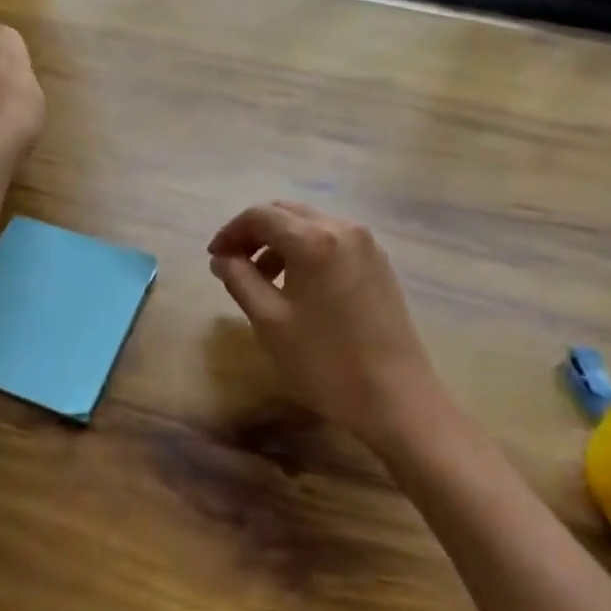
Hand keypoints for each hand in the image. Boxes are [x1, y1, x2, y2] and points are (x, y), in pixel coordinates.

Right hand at [208, 202, 441, 449]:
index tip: (214, 257)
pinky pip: (333, 240)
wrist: (396, 398)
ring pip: (310, 225)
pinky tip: (298, 284)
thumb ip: (239, 279)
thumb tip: (222, 258)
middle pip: (287, 212)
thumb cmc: (325, 361)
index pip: (260, 215)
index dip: (231, 232)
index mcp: (313, 238)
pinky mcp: (379, 262)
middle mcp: (342, 227)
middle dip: (255, 232)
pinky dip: (307, 250)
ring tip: (263, 279)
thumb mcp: (269, 321)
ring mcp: (366, 244)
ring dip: (280, 242)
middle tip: (233, 263)